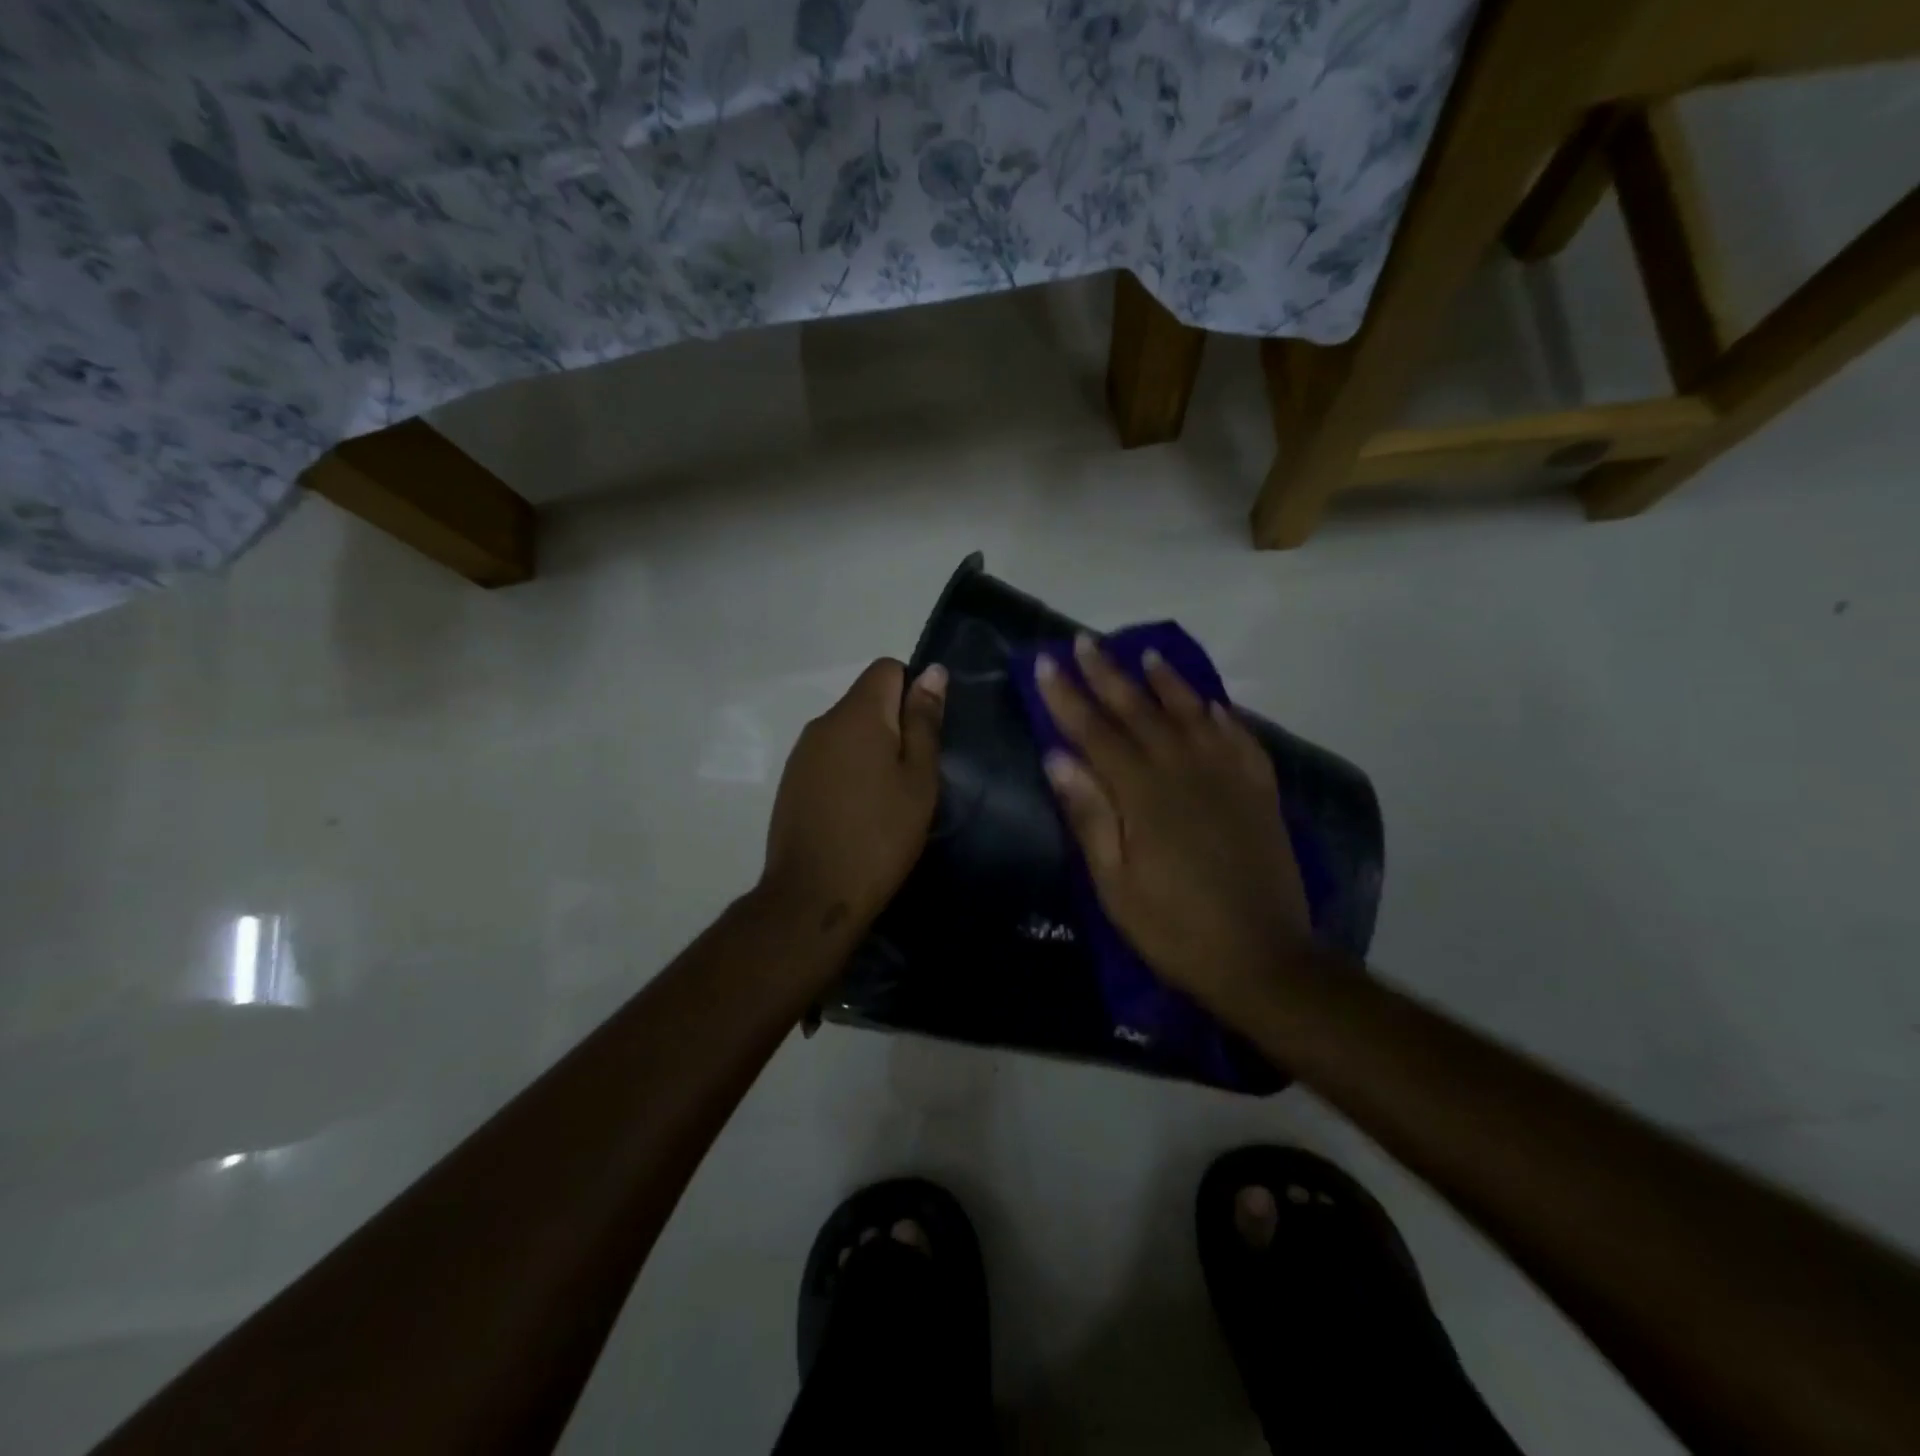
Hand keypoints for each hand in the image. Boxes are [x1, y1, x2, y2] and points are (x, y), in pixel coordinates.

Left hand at [761, 658, 946, 934]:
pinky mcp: (791, 781)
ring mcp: (802, 752)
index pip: (886, 669)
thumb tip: (933, 672)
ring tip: (888, 797)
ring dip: (871, 749)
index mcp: (857, 714)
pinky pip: (829, 756)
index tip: (925, 734)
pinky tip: (859, 810)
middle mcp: (823, 722)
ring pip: (847, 731)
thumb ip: (924, 722)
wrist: (813, 895)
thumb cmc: (880, 835)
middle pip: (866, 700)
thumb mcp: (918, 779)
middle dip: (894, 724)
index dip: (913, 690)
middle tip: (914, 774)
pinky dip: (849, 770)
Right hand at [1034, 635, 1311, 1016]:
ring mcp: (1229, 777)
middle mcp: (1186, 770)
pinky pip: (1240, 738)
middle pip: (1140, 711)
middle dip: (1108, 674)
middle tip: (1085, 641)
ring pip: (1192, 714)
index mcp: (1143, 794)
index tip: (1046, 662)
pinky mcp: (1259, 792)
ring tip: (1146, 654)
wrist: (1263, 959)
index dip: (1067, 697)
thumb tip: (1058, 758)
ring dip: (1166, 682)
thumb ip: (1089, 815)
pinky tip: (1212, 703)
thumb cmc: (1174, 928)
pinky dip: (1223, 715)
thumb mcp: (1115, 884)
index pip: (1095, 731)